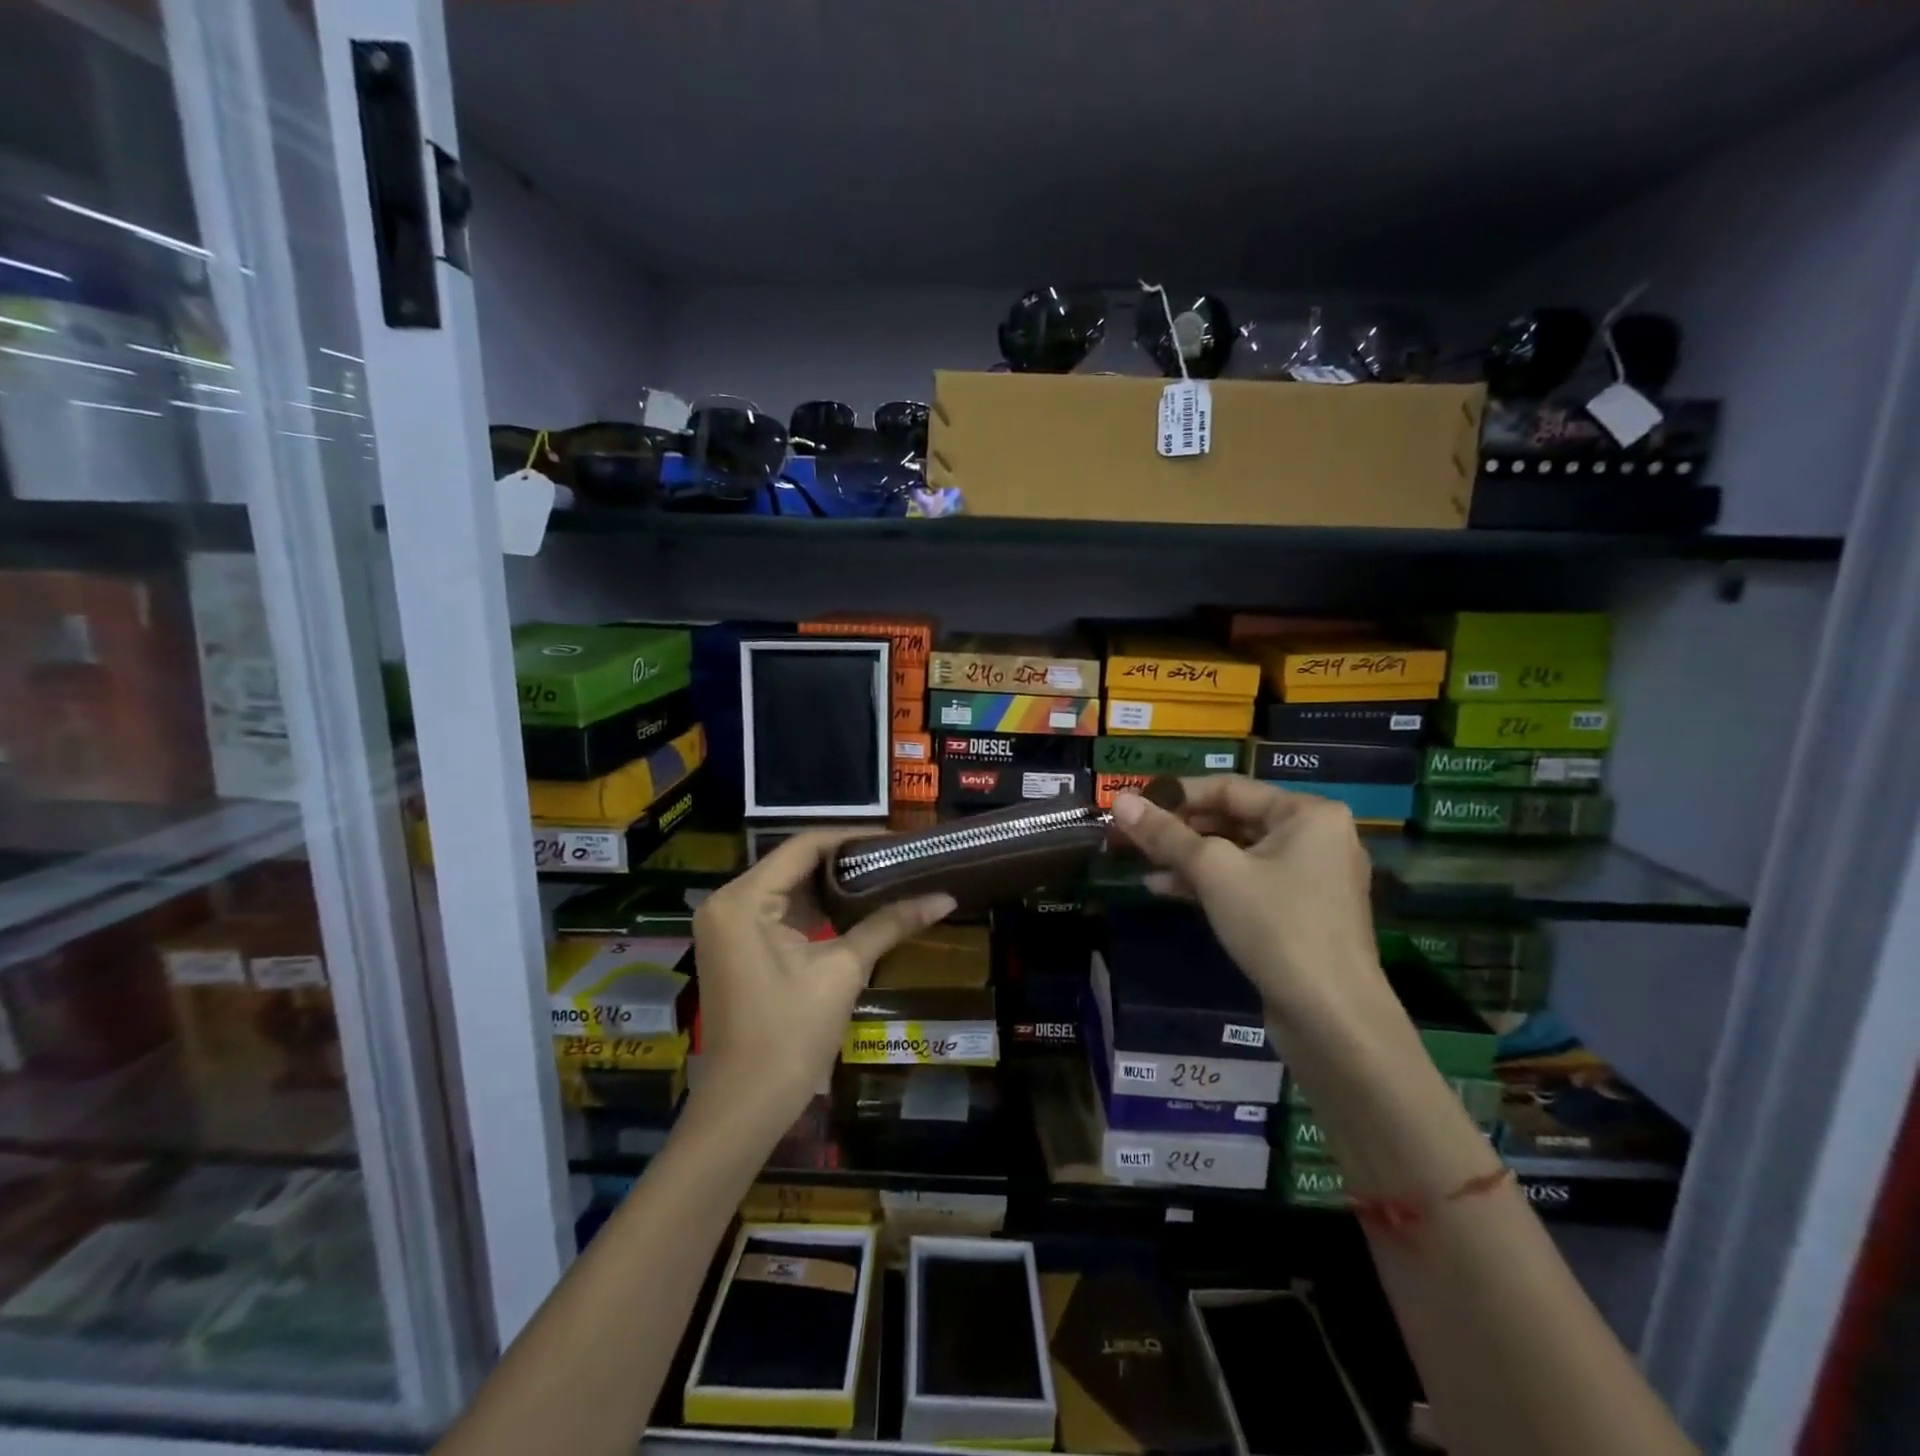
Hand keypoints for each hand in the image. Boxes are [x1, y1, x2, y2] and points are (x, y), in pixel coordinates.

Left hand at [689, 829, 954, 1132]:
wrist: (745, 1107)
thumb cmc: (791, 1035)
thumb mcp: (844, 971)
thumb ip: (890, 924)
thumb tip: (945, 898)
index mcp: (743, 899)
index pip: (805, 846)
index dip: (853, 838)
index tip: (898, 840)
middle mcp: (727, 900)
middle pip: (794, 862)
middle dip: (847, 860)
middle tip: (898, 858)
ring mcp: (727, 924)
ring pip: (788, 886)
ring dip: (832, 883)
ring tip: (885, 875)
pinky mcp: (735, 945)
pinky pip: (779, 910)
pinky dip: (814, 907)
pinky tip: (855, 905)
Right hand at [1110, 776, 1395, 1038]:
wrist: (1332, 1017)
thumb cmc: (1276, 925)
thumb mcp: (1213, 871)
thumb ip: (1165, 833)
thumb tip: (1119, 801)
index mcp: (1307, 813)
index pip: (1229, 787)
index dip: (1176, 794)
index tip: (1133, 803)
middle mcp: (1315, 837)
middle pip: (1232, 819)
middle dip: (1179, 829)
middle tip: (1131, 835)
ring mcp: (1310, 877)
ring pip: (1236, 854)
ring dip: (1188, 858)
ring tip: (1141, 863)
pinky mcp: (1299, 912)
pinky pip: (1247, 882)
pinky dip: (1209, 883)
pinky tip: (1166, 889)